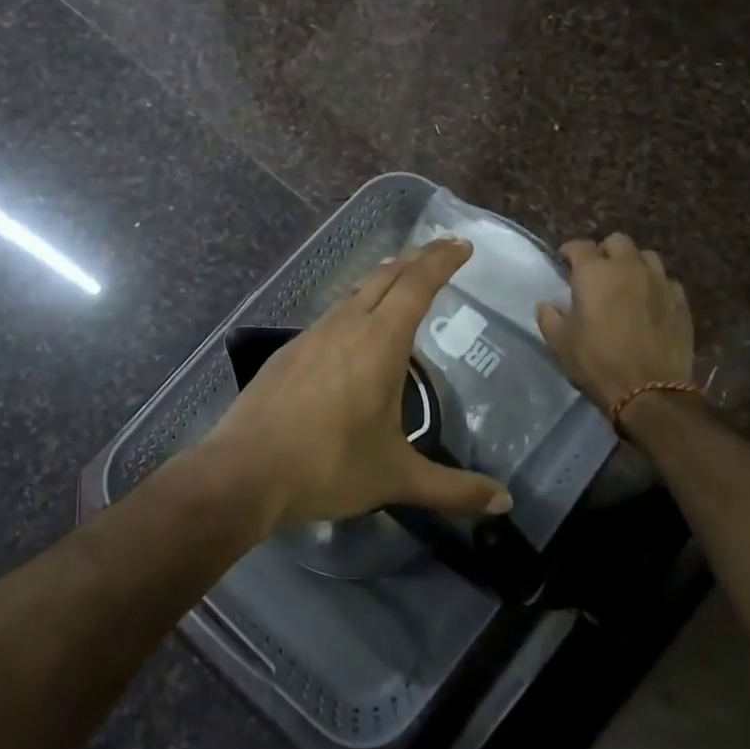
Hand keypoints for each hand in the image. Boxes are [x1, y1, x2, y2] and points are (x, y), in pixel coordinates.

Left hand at [200, 239, 511, 531]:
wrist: (244, 471)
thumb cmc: (328, 467)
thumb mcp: (397, 478)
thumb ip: (453, 489)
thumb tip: (505, 502)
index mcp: (379, 342)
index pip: (417, 284)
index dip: (442, 261)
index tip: (461, 245)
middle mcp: (346, 325)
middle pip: (387, 277)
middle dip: (418, 259)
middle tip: (442, 251)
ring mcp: (312, 335)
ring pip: (355, 292)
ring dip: (384, 280)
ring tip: (403, 281)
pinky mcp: (289, 351)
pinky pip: (332, 314)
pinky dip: (356, 306)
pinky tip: (355, 329)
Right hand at [536, 234, 694, 412]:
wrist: (650, 391)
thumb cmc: (597, 362)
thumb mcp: (559, 342)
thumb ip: (549, 317)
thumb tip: (546, 304)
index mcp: (594, 272)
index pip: (579, 245)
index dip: (569, 252)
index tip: (564, 263)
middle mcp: (629, 267)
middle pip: (617, 241)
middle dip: (604, 251)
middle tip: (596, 272)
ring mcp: (659, 281)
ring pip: (646, 256)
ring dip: (633, 263)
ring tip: (626, 283)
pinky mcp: (681, 300)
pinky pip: (666, 280)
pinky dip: (655, 285)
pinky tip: (649, 302)